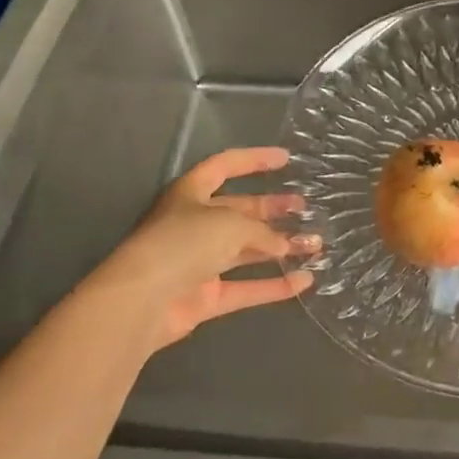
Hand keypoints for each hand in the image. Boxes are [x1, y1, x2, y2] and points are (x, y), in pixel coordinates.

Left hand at [86, 147, 318, 350]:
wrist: (143, 300)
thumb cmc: (184, 242)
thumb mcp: (230, 224)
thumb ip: (262, 232)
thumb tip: (285, 245)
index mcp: (192, 192)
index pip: (226, 166)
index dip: (255, 160)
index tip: (286, 159)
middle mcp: (196, 223)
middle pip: (241, 210)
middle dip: (273, 208)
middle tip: (305, 207)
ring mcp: (200, 261)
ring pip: (247, 250)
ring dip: (280, 247)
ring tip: (315, 244)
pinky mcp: (206, 296)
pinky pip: (246, 288)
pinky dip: (273, 285)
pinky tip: (304, 281)